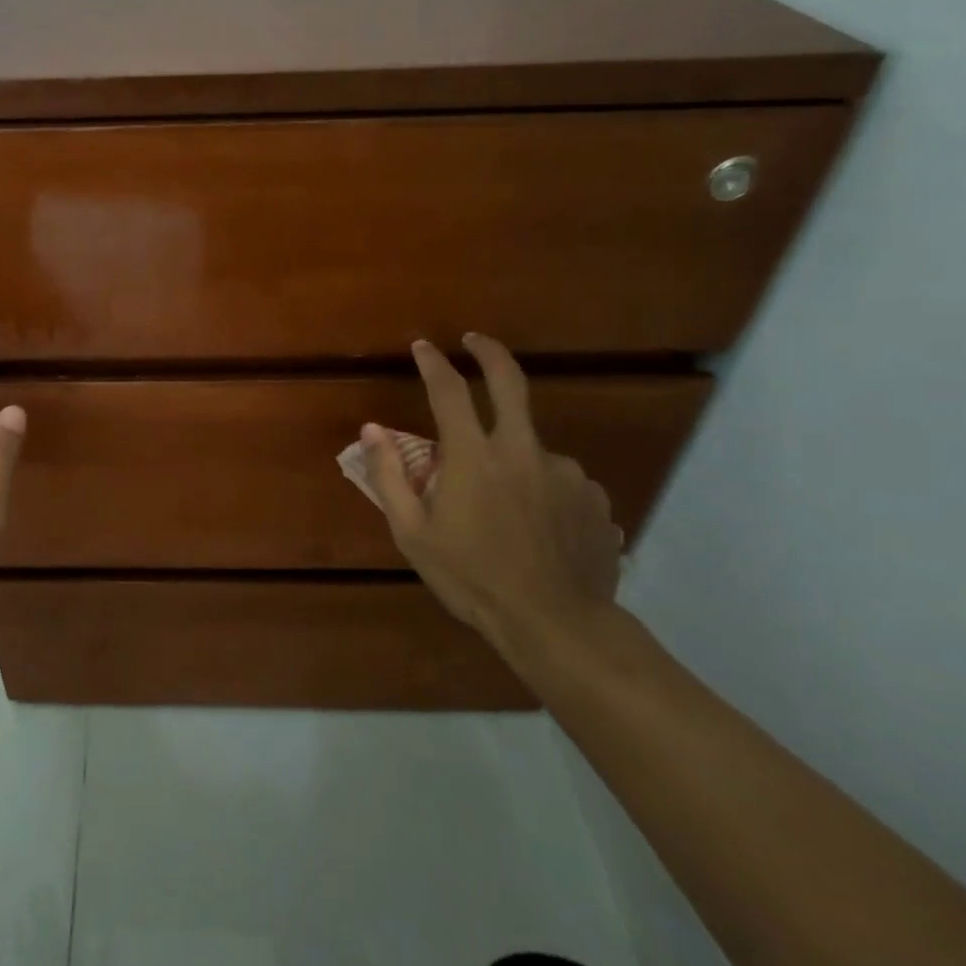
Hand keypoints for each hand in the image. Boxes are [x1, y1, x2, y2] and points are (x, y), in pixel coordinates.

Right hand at [365, 334, 622, 653]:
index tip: (423, 346)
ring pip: (531, 449)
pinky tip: (537, 528)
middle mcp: (523, 451)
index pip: (449, 391)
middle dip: (489, 352)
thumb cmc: (472, 579)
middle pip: (510, 382)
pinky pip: (560, 482)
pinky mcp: (594, 497)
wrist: (556, 624)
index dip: (433, 363)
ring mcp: (565, 472)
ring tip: (504, 510)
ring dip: (513, 460)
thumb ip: (389, 476)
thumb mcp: (412, 534)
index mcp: (474, 457)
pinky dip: (542, 491)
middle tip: (475, 341)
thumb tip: (371, 430)